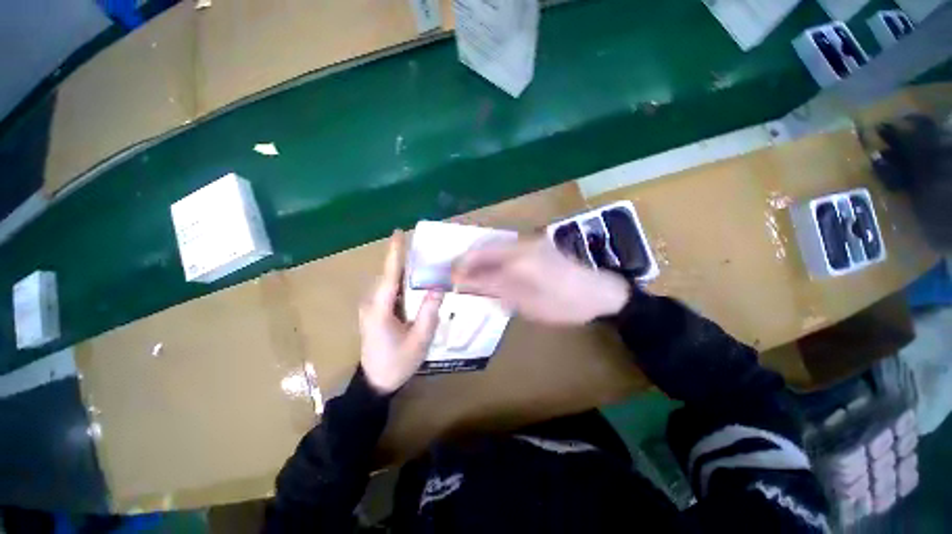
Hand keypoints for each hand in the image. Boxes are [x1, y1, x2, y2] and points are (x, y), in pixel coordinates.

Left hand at [359, 231, 443, 393]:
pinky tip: (413, 281)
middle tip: (421, 246)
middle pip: (388, 275)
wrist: (375, 383)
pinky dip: (400, 281)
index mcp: (380, 309)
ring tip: (421, 260)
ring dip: (402, 270)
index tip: (398, 233)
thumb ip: (429, 312)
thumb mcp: (420, 339)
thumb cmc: (397, 362)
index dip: (394, 253)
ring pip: (387, 282)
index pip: (389, 275)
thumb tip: (438, 287)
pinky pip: (388, 290)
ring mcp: (370, 307)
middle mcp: (371, 303)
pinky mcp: (373, 312)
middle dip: (402, 258)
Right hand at [451, 237, 629, 324]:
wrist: (600, 293)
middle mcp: (521, 243)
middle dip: (468, 263)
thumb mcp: (526, 302)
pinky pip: (506, 251)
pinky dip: (494, 263)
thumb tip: (465, 282)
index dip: (462, 266)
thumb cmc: (564, 303)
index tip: (451, 281)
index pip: (479, 255)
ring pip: (494, 249)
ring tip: (472, 280)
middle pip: (484, 248)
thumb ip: (494, 287)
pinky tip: (493, 276)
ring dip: (480, 263)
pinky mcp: (536, 247)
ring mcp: (529, 243)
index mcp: (518, 256)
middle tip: (458, 281)